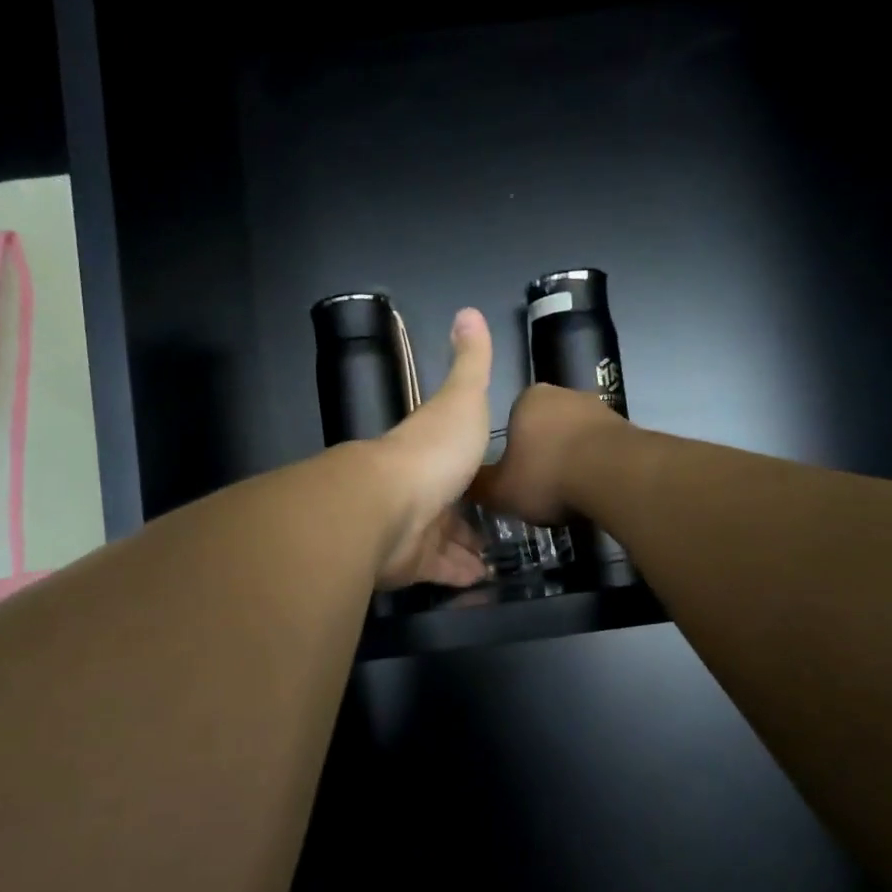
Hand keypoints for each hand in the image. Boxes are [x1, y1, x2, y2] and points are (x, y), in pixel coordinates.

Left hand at [370, 308, 494, 589]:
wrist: (387, 504)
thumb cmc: (432, 450)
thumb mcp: (462, 397)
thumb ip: (470, 362)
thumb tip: (469, 311)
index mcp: (431, 451)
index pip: (456, 461)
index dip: (476, 470)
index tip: (499, 480)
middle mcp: (420, 490)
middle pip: (451, 505)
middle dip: (472, 517)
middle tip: (504, 529)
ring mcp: (414, 529)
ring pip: (446, 542)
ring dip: (468, 550)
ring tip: (498, 559)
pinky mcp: (411, 563)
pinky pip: (440, 570)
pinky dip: (459, 574)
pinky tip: (482, 580)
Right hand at [469, 383, 627, 525]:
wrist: (614, 475)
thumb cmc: (547, 475)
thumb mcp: (501, 490)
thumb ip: (481, 486)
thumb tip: (464, 485)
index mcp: (528, 399)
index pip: (513, 421)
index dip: (514, 451)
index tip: (517, 476)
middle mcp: (564, 394)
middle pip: (546, 427)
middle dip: (544, 454)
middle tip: (541, 487)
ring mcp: (599, 408)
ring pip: (576, 438)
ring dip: (573, 460)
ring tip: (570, 494)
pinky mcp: (628, 428)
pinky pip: (603, 450)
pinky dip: (597, 467)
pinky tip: (594, 491)